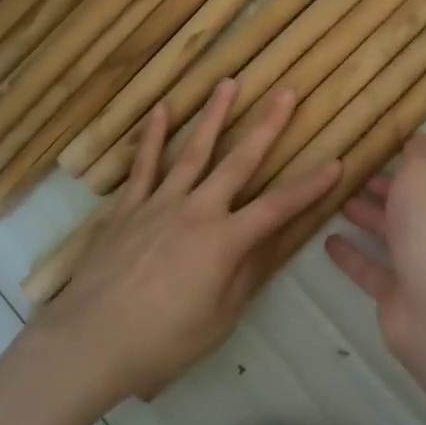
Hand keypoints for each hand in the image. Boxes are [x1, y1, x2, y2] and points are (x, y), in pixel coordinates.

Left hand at [33, 80, 340, 404]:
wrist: (89, 341)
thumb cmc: (161, 342)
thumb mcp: (218, 320)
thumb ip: (245, 276)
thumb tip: (268, 242)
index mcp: (224, 241)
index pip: (278, 207)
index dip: (310, 186)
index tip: (337, 163)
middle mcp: (197, 210)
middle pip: (239, 161)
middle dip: (267, 125)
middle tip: (286, 92)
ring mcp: (160, 202)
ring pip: (194, 150)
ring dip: (214, 115)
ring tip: (229, 83)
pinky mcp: (129, 206)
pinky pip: (145, 165)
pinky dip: (152, 136)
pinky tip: (160, 109)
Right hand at [325, 132, 425, 362]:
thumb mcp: (424, 171)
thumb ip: (419, 152)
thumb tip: (420, 139)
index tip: (402, 140)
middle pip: (417, 200)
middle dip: (390, 185)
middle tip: (357, 172)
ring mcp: (423, 262)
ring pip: (393, 232)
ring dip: (369, 215)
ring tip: (338, 200)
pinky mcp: (399, 292)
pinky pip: (372, 268)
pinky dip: (352, 254)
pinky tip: (328, 240)